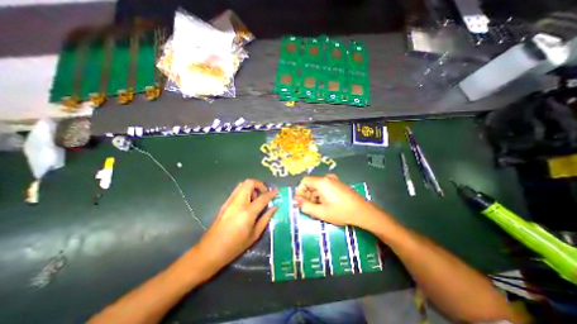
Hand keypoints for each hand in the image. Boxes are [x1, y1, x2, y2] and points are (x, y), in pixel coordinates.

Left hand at [195, 180, 277, 275]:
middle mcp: (238, 202)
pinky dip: (245, 191)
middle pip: (249, 183)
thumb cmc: (235, 246)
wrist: (210, 250)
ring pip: (242, 184)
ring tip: (255, 199)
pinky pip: (237, 190)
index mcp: (247, 212)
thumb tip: (274, 207)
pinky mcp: (225, 203)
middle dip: (259, 184)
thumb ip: (266, 218)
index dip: (271, 193)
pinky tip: (247, 203)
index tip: (276, 191)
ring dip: (251, 187)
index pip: (262, 197)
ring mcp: (230, 201)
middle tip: (264, 194)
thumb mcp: (254, 234)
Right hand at [295, 175, 375, 227]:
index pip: (305, 181)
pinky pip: (325, 188)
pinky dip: (321, 196)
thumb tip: (297, 202)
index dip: (300, 191)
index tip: (300, 202)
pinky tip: (324, 206)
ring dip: (314, 197)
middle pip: (311, 184)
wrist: (363, 212)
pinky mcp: (339, 185)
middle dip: (307, 196)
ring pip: (318, 187)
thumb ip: (306, 207)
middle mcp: (327, 179)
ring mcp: (334, 181)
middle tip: (307, 208)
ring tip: (316, 209)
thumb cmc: (341, 211)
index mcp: (322, 182)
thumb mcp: (321, 212)